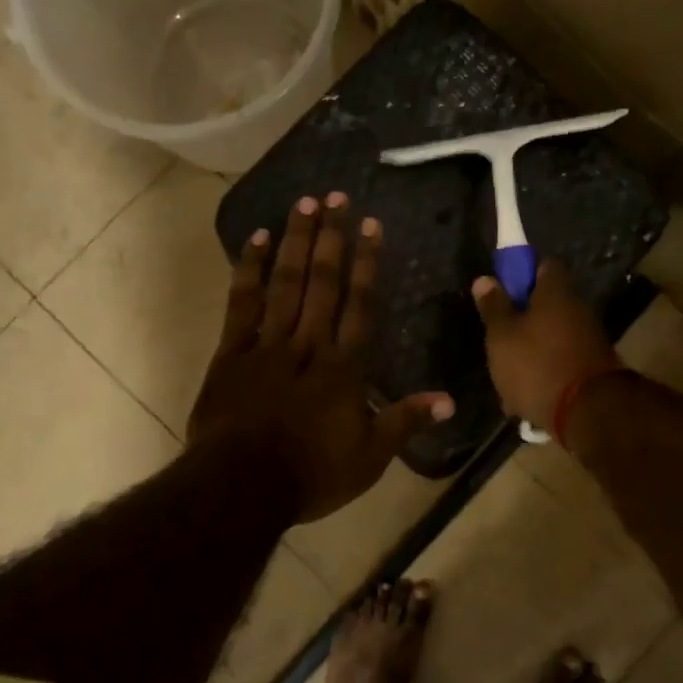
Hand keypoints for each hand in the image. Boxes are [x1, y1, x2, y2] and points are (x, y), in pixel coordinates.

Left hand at [189, 192, 453, 523]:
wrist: (240, 486)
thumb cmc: (311, 474)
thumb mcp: (370, 457)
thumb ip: (406, 421)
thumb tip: (450, 401)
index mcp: (343, 368)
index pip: (360, 306)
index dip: (367, 264)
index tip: (371, 226)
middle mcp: (308, 345)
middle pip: (323, 283)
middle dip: (332, 238)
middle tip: (336, 197)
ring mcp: (267, 344)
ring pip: (285, 283)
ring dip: (297, 242)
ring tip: (304, 203)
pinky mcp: (232, 352)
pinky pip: (242, 303)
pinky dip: (250, 269)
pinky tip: (258, 239)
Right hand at [472, 259, 624, 436]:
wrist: (589, 414)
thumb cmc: (537, 365)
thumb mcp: (502, 336)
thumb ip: (494, 307)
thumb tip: (485, 279)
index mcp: (556, 292)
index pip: (544, 265)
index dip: (522, 273)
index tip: (503, 291)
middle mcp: (578, 309)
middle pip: (547, 303)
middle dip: (523, 318)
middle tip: (498, 338)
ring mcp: (590, 339)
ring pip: (552, 336)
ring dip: (532, 349)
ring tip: (508, 375)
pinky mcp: (593, 368)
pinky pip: (562, 362)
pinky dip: (545, 372)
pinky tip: (527, 395)